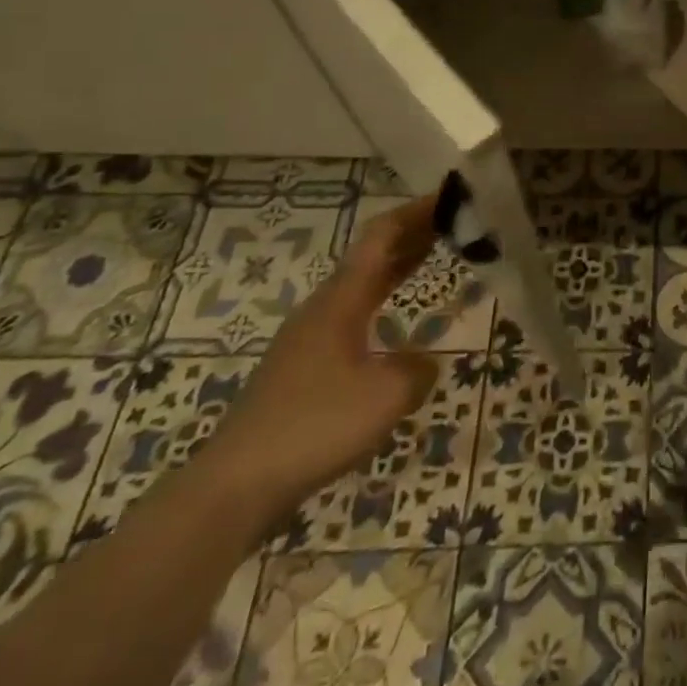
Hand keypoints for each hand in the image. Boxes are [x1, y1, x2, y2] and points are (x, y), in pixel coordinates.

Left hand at [202, 194, 441, 520]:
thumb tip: (424, 364)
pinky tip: (395, 323)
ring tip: (431, 256)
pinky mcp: (302, 369)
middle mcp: (323, 309)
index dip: (416, 213)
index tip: (451, 199)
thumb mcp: (387, 396)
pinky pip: (353, 314)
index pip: (381, 237)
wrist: (233, 487)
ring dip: (397, 266)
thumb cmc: (314, 426)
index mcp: (342, 300)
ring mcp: (308, 339)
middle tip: (452, 222)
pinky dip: (383, 300)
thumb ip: (418, 370)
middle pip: (371, 256)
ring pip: (361, 285)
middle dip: (412, 234)